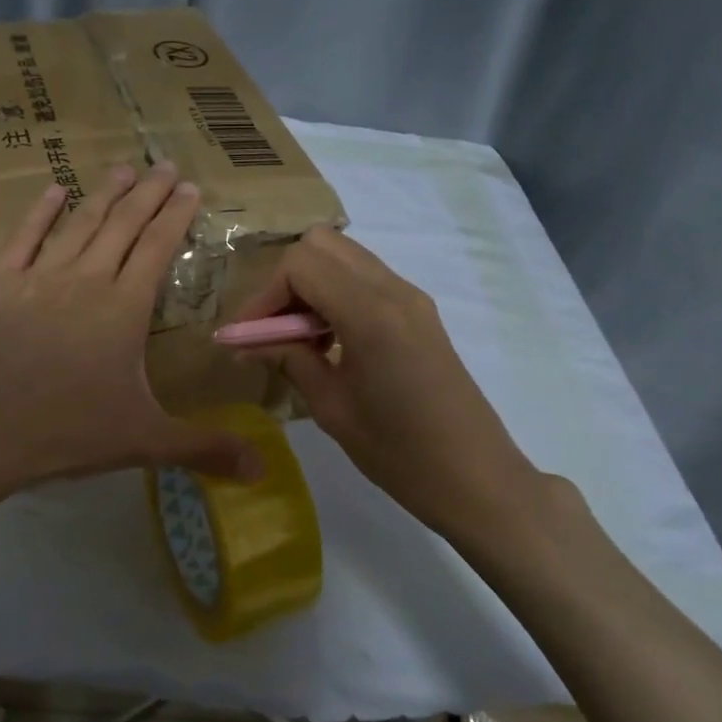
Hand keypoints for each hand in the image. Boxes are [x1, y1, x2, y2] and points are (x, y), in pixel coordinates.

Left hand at [0, 162, 262, 498]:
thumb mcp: (144, 440)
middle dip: (149, 194)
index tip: (190, 188)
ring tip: (122, 169)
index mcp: (124, 308)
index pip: (158, 248)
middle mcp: (86, 279)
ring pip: (79, 223)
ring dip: (103, 194)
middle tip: (166, 165)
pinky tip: (53, 190)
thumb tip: (262, 470)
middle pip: (123, 225)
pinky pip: (24, 236)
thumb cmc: (65, 430)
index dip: (176, 217)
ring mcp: (39, 276)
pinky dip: (41, 211)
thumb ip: (204, 448)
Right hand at [228, 227, 548, 534]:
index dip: (264, 295)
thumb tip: (245, 344)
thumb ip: (288, 361)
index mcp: (370, 313)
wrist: (476, 477)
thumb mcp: (332, 408)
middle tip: (273, 329)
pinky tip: (328, 342)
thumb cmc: (400, 454)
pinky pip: (366, 279)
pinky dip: (335, 294)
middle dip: (286, 280)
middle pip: (322, 244)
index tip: (248, 336)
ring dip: (311, 285)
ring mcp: (412, 297)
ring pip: (345, 257)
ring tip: (298, 338)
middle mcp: (394, 290)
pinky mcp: (420, 312)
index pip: (300, 264)